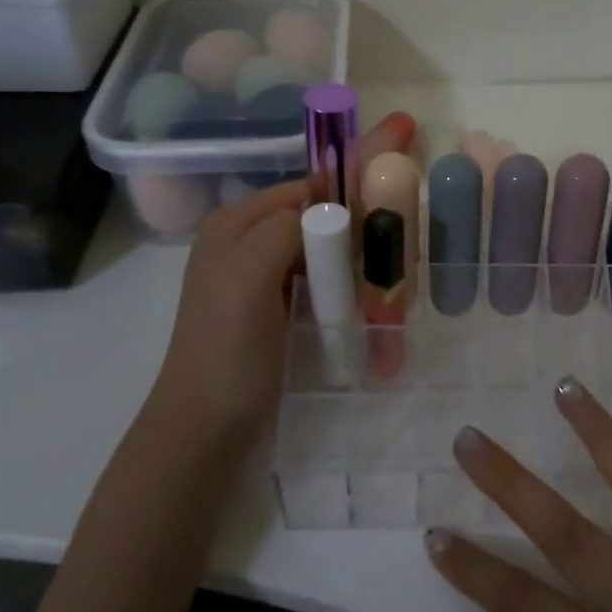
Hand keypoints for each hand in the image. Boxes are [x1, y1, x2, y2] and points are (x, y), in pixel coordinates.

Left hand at [152, 112, 416, 439]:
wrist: (205, 430)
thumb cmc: (227, 350)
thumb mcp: (248, 276)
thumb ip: (287, 226)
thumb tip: (330, 207)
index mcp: (237, 223)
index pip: (307, 187)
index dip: (352, 182)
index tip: (401, 187)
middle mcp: (248, 241)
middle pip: (319, 216)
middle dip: (361, 223)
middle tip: (405, 242)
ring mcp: (262, 277)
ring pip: (325, 248)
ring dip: (360, 257)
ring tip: (398, 275)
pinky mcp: (277, 309)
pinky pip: (322, 280)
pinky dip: (349, 284)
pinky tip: (374, 298)